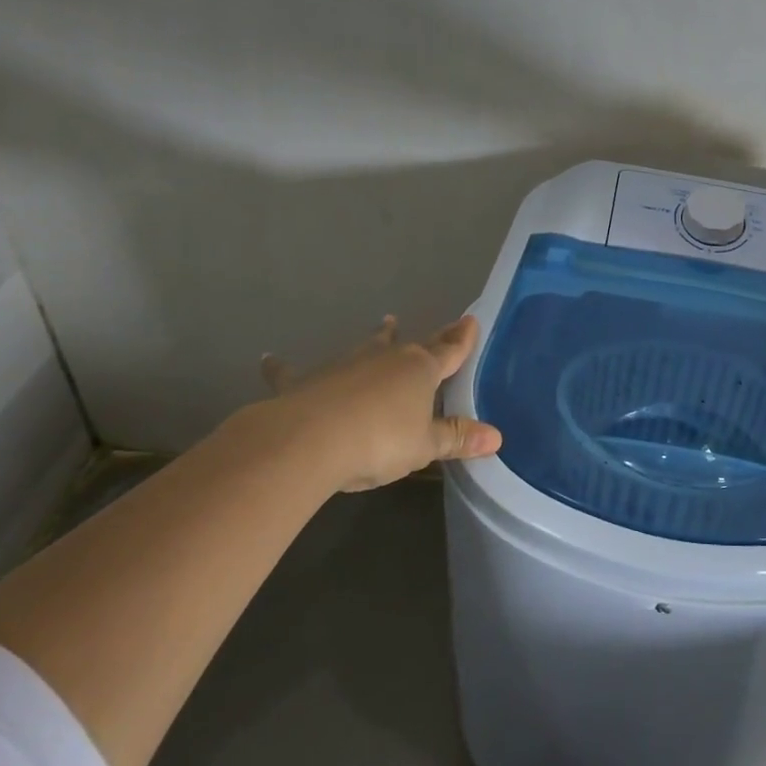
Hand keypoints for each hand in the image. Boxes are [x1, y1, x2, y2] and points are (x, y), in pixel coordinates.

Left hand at [222, 314, 501, 495]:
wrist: (309, 440)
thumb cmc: (379, 441)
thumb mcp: (424, 446)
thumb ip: (456, 438)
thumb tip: (497, 437)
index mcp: (419, 370)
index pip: (449, 351)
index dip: (462, 338)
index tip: (470, 320)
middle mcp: (385, 359)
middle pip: (411, 345)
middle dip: (427, 338)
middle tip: (441, 326)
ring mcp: (345, 365)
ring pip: (366, 347)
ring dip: (377, 337)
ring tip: (385, 323)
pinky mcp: (306, 381)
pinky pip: (294, 372)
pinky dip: (282, 367)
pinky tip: (268, 358)